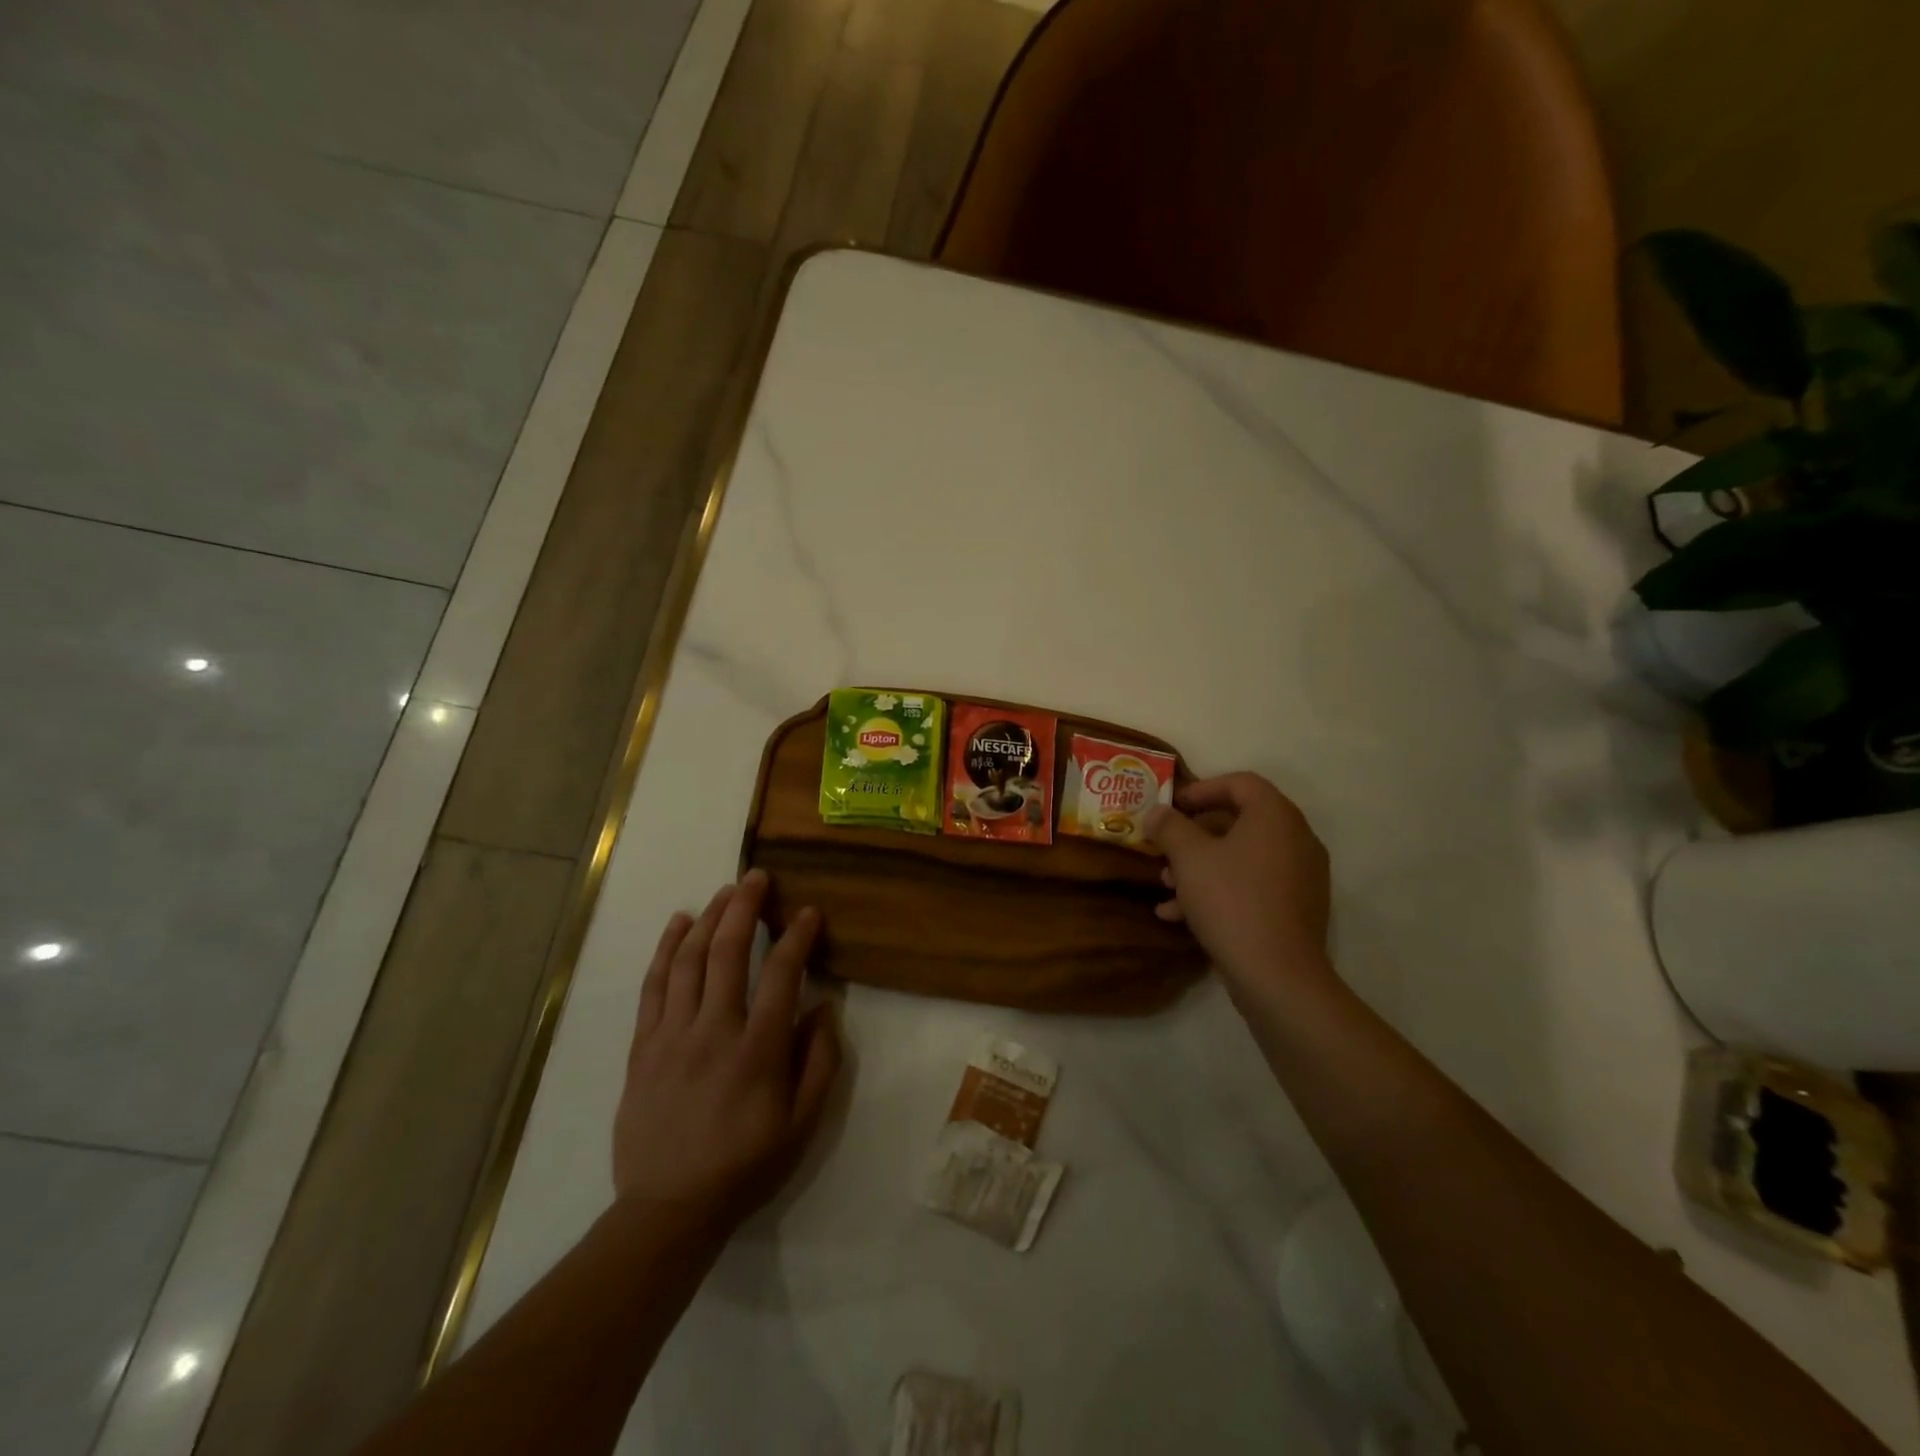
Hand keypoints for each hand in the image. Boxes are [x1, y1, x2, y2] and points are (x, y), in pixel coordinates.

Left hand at [613, 870, 841, 1230]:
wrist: (668, 1209)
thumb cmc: (744, 1165)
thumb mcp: (802, 1124)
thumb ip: (820, 1061)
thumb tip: (824, 1007)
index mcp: (758, 1050)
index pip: (782, 974)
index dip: (797, 936)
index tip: (808, 912)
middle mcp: (714, 1031)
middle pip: (727, 952)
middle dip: (745, 907)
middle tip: (757, 877)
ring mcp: (672, 1035)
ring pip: (688, 960)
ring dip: (708, 918)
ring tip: (724, 892)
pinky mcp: (643, 1046)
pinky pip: (654, 985)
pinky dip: (666, 948)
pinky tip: (679, 922)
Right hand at [1147, 773, 1332, 998]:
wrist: (1277, 975)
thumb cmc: (1231, 900)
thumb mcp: (1188, 857)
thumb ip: (1170, 827)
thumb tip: (1157, 812)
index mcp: (1276, 816)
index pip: (1240, 783)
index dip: (1202, 789)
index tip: (1172, 806)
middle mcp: (1296, 839)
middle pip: (1239, 821)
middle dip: (1195, 834)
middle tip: (1165, 847)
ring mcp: (1300, 876)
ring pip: (1242, 857)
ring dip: (1201, 866)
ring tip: (1165, 886)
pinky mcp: (1296, 909)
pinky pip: (1252, 886)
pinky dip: (1219, 891)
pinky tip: (1178, 915)